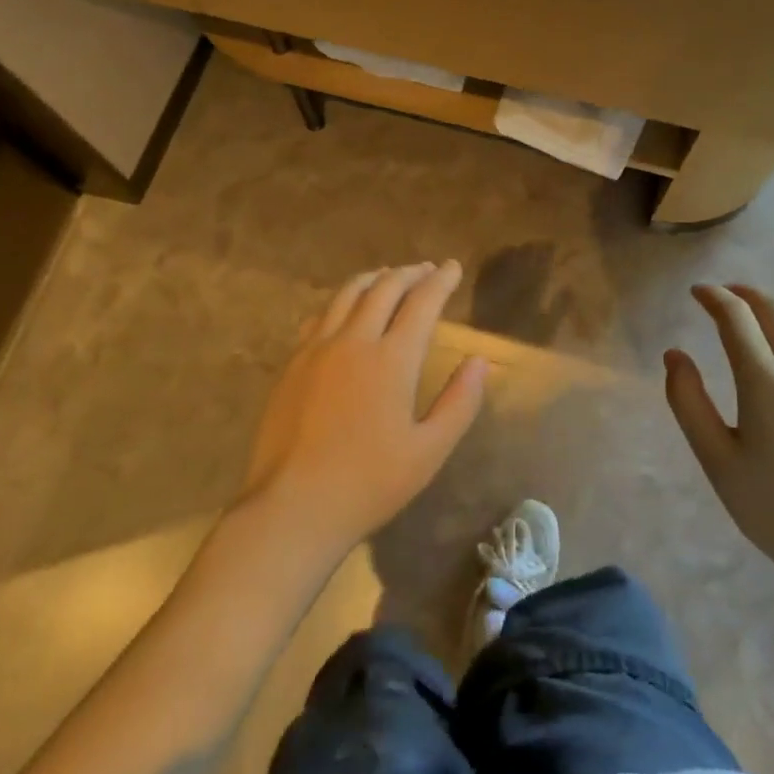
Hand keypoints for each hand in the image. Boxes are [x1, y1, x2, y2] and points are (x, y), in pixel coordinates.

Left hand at [242, 262, 485, 551]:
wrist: (293, 506)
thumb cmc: (369, 483)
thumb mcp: (429, 451)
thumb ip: (460, 402)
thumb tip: (480, 361)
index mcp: (392, 359)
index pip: (422, 302)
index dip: (441, 281)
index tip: (453, 267)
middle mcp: (354, 340)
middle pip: (384, 288)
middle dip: (410, 273)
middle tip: (427, 269)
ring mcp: (317, 348)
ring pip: (348, 294)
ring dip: (374, 279)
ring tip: (389, 276)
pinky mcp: (293, 362)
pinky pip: (321, 315)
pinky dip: (342, 301)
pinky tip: (345, 309)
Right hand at [665, 284, 773, 587]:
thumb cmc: (773, 506)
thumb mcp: (715, 458)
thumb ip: (687, 401)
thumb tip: (674, 355)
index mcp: (765, 379)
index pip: (735, 316)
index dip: (713, 297)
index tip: (697, 292)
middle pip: (773, 308)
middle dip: (744, 294)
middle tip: (723, 295)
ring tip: (755, 314)